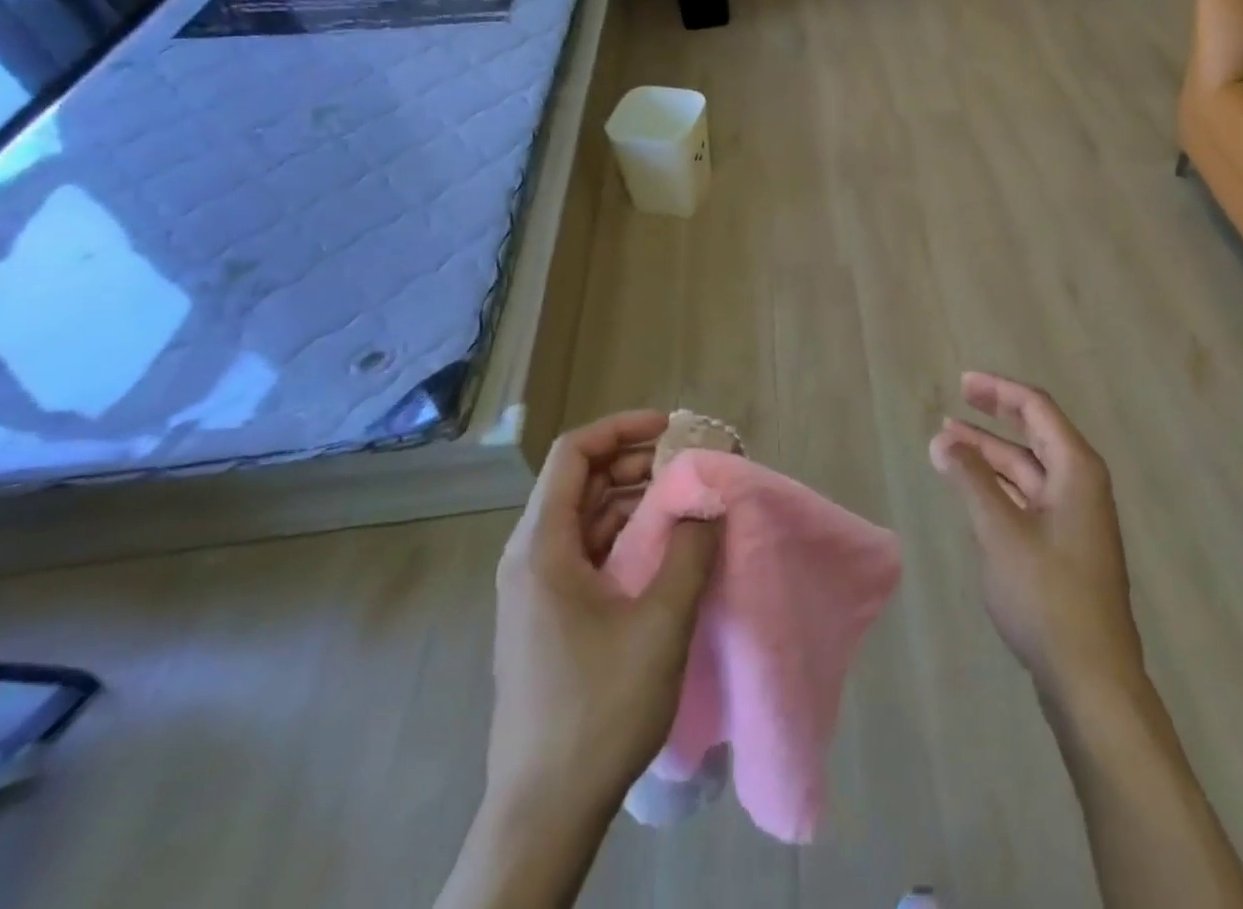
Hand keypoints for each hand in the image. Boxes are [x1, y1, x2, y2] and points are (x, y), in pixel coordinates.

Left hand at [487, 410, 720, 815]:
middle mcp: (531, 557)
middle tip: (693, 463)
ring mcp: (538, 590)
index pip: (573, 454)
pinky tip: (667, 547)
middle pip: (582, 481)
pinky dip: (628, 535)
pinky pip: (590, 552)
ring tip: (689, 499)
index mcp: (542, 547)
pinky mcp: (551, 617)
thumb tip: (710, 499)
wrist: (543, 814)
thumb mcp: (660, 622)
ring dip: (637, 499)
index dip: (622, 428)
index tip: (673, 427)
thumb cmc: (598, 709)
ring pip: (588, 517)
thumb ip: (690, 549)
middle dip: (638, 462)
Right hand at [930, 373, 1145, 707]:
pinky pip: (1029, 496)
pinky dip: (999, 485)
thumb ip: (971, 479)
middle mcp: (1081, 483)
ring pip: (1029, 468)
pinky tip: (972, 488)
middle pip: (1035, 433)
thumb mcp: (1000, 531)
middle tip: (953, 405)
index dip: (999, 390)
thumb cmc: (1047, 594)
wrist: (1091, 678)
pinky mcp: (1066, 545)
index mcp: (1076, 469)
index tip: (962, 383)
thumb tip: (943, 438)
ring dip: (990, 454)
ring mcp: (1075, 516)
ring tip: (948, 445)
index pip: (1036, 408)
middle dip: (993, 418)